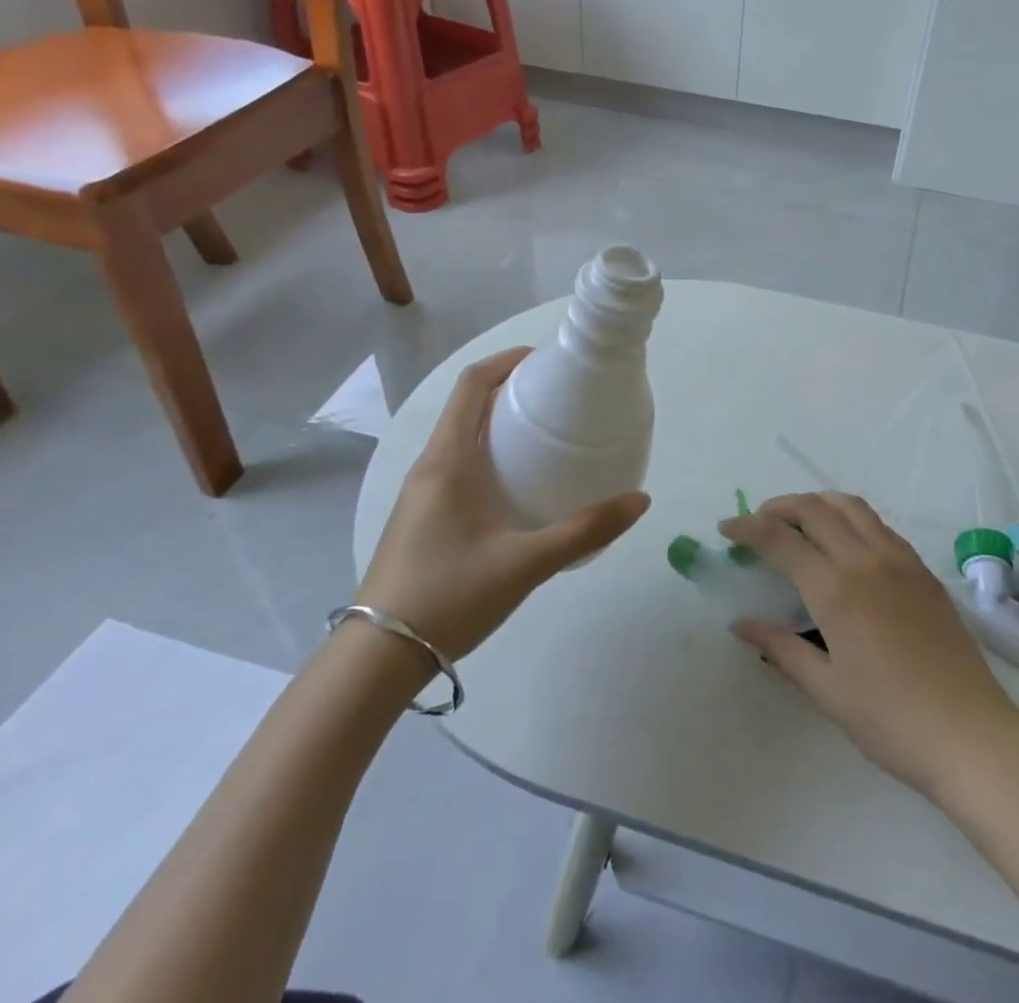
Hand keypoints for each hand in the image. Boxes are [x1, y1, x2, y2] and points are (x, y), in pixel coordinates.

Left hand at [359, 348, 649, 660]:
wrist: (378, 658)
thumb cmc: (450, 596)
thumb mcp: (526, 563)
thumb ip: (586, 531)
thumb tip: (640, 501)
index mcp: (448, 460)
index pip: (472, 384)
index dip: (507, 361)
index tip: (546, 359)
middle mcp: (429, 466)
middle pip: (466, 405)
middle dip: (509, 389)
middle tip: (557, 397)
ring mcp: (420, 493)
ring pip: (459, 435)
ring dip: (496, 421)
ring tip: (543, 434)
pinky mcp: (420, 517)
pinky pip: (455, 463)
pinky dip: (486, 451)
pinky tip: (516, 483)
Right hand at [721, 493, 1018, 795]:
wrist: (971, 736)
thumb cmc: (891, 721)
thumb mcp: (826, 690)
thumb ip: (781, 649)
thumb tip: (741, 624)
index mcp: (836, 589)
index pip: (780, 539)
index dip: (747, 528)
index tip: (726, 528)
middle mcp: (865, 560)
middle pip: (814, 509)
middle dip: (779, 507)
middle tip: (758, 524)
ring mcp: (899, 560)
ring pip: (850, 506)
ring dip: (817, 503)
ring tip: (799, 522)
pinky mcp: (922, 570)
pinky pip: (879, 525)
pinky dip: (850, 517)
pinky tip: (845, 543)